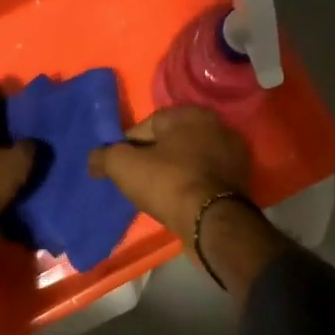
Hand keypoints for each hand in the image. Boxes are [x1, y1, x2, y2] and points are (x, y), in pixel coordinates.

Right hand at [87, 106, 250, 235]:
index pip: (148, 124)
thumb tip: (94, 159)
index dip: (128, 145)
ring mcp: (232, 154)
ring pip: (190, 160)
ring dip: (173, 173)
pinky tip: (179, 202)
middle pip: (171, 141)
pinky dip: (191, 186)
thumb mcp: (124, 166)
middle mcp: (216, 126)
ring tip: (157, 194)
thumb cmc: (168, 183)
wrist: (212, 221)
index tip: (119, 166)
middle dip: (153, 158)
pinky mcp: (239, 179)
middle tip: (137, 180)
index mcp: (190, 113)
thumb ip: (104, 156)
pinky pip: (205, 178)